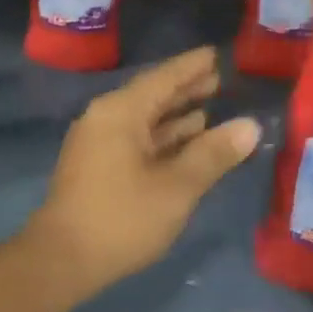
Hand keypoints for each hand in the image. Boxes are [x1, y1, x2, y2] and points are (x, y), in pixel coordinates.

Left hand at [25, 47, 260, 300]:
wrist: (62, 258)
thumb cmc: (122, 218)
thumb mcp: (177, 187)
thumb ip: (213, 154)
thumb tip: (250, 126)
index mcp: (120, 112)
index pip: (163, 78)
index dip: (191, 66)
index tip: (216, 53)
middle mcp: (105, 118)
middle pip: (151, 96)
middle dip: (185, 89)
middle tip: (220, 79)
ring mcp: (97, 142)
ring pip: (143, 120)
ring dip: (175, 115)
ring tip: (209, 106)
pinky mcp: (96, 166)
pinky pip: (135, 139)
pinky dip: (161, 137)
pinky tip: (184, 142)